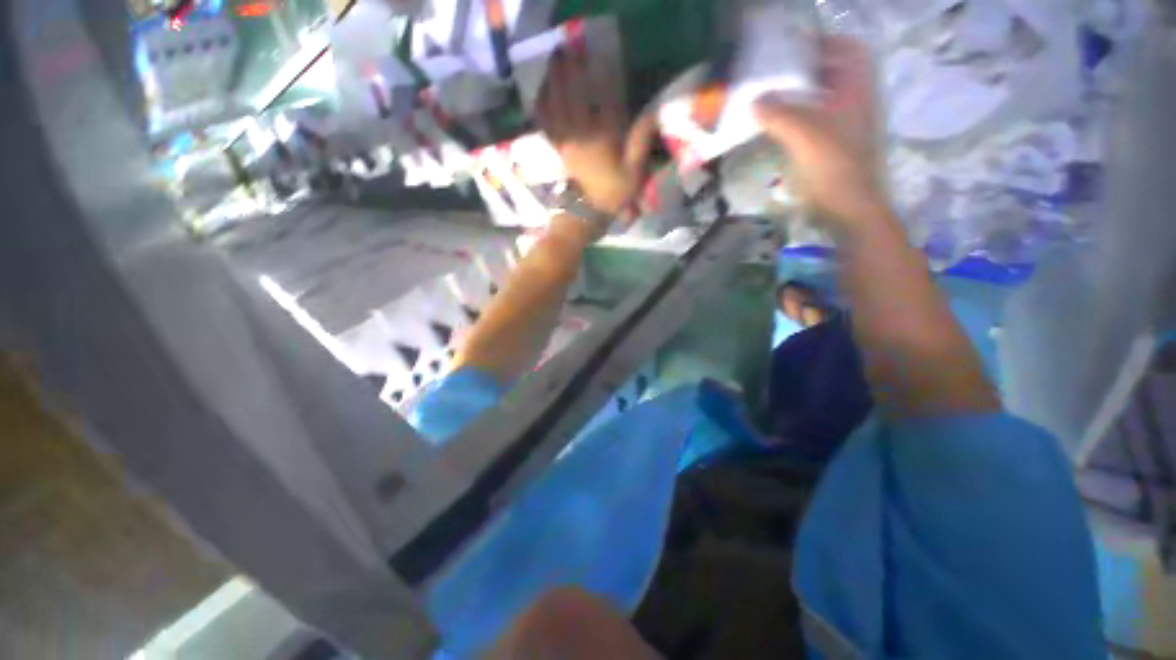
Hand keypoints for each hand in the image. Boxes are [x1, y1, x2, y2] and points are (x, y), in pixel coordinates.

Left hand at [537, 49, 658, 215]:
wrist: (586, 213)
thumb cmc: (611, 195)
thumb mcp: (633, 174)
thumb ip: (641, 143)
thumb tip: (653, 114)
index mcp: (602, 139)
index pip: (602, 99)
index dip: (600, 75)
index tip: (598, 58)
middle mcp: (581, 134)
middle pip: (573, 96)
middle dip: (569, 72)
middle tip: (567, 53)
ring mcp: (565, 141)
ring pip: (555, 106)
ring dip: (552, 83)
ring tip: (553, 66)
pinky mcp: (556, 149)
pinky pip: (546, 123)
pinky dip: (542, 106)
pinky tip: (541, 94)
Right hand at [754, 36, 887, 232]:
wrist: (846, 209)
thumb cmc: (833, 167)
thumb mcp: (804, 134)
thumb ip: (777, 113)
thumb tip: (753, 102)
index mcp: (856, 89)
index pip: (847, 49)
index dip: (823, 42)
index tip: (792, 46)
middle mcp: (852, 102)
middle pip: (828, 73)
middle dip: (801, 68)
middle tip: (770, 72)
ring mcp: (840, 125)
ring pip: (816, 99)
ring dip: (792, 96)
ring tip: (764, 96)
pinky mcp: (827, 147)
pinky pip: (808, 122)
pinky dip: (790, 119)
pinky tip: (770, 125)